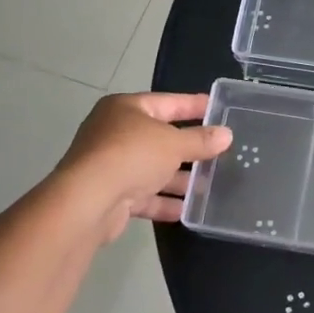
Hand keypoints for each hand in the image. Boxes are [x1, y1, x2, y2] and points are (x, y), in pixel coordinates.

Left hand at [52, 93, 231, 244]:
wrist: (87, 202)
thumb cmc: (132, 156)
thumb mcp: (173, 144)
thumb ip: (201, 140)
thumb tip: (227, 134)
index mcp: (126, 109)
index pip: (168, 102)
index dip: (195, 106)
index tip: (219, 109)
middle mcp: (115, 133)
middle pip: (160, 138)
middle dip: (189, 148)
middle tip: (220, 151)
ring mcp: (110, 165)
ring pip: (152, 169)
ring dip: (179, 178)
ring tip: (210, 184)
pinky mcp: (110, 195)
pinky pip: (144, 195)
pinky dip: (164, 201)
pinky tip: (188, 210)